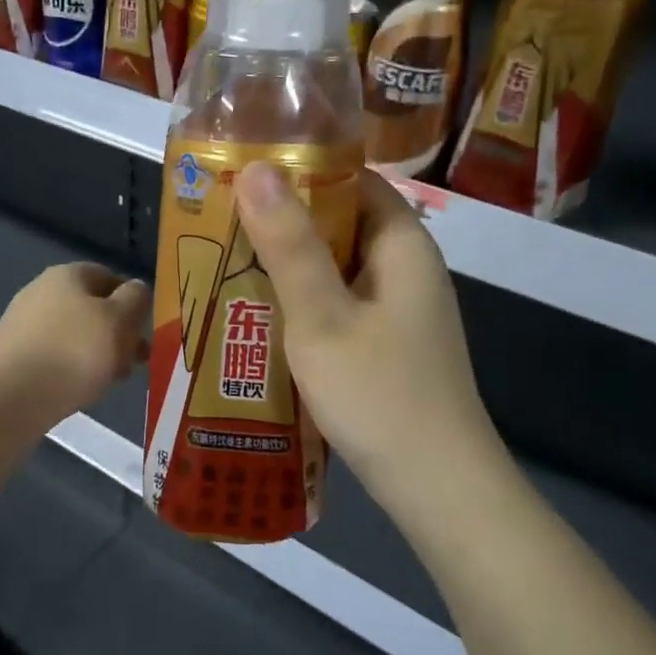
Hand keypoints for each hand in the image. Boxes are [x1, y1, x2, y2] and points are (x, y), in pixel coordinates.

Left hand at [0, 262, 150, 427]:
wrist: (11, 396)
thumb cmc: (74, 352)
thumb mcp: (120, 320)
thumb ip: (136, 299)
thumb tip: (135, 290)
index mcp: (68, 274)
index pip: (110, 277)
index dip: (133, 302)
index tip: (146, 331)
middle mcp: (41, 291)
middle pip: (91, 309)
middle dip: (116, 334)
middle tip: (134, 362)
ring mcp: (23, 323)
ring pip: (74, 335)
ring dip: (97, 354)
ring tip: (110, 382)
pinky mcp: (12, 354)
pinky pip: (54, 356)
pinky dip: (71, 369)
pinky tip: (79, 390)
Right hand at [234, 164, 503, 503]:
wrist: (436, 487)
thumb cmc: (378, 394)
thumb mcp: (321, 316)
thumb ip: (289, 245)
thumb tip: (257, 167)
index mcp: (402, 246)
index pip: (355, 181)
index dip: (302, 171)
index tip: (244, 173)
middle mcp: (406, 270)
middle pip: (342, 225)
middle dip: (283, 222)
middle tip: (219, 222)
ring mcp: (399, 312)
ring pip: (336, 270)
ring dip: (287, 267)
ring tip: (224, 264)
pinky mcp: (387, 347)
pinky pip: (338, 307)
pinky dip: (301, 304)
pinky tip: (258, 318)